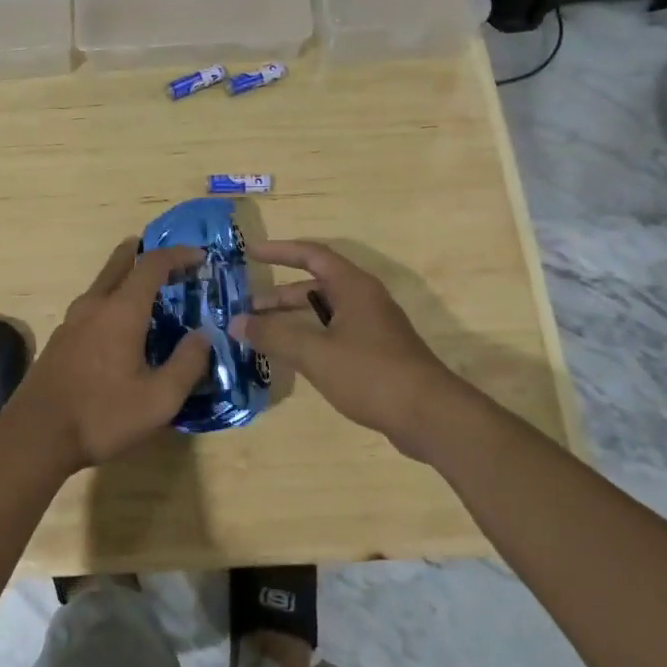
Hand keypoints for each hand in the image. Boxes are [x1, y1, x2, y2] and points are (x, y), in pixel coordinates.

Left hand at [3, 240, 211, 472]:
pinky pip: (91, 305)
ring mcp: (71, 321)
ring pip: (102, 284)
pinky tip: (119, 326)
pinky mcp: (60, 340)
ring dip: (125, 277)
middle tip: (167, 257)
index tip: (199, 257)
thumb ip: (187, 364)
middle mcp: (94, 306)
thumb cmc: (102, 416)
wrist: (35, 437)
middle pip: (119, 263)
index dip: (178, 255)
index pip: (152, 265)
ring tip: (147, 291)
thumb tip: (204, 335)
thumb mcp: (159, 400)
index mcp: (121, 311)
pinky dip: (111, 300)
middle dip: (144, 252)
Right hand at [228, 240, 466, 460]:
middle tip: (248, 307)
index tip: (251, 253)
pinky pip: (335, 334)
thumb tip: (236, 322)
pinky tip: (294, 358)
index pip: (312, 255)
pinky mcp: (377, 354)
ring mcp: (373, 327)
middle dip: (280, 295)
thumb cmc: (370, 373)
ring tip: (263, 334)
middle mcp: (364, 300)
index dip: (281, 251)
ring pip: (325, 313)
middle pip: (316, 286)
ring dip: (293, 319)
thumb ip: (274, 335)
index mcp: (353, 286)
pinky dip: (310, 338)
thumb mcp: (315, 352)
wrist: (430, 416)